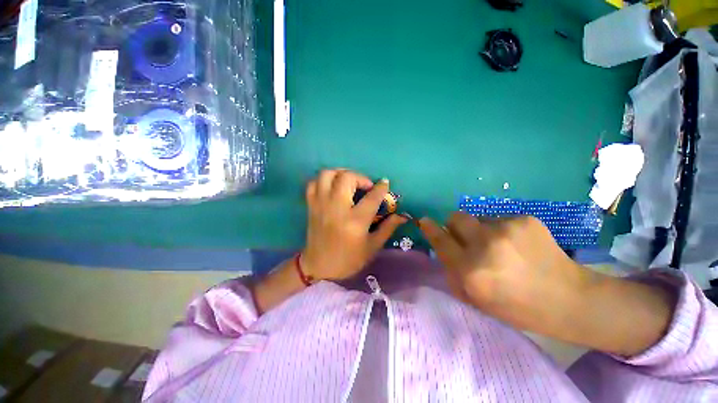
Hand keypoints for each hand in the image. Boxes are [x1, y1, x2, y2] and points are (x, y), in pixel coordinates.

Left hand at [301, 169, 407, 280]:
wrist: (319, 267)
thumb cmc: (349, 259)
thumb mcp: (372, 246)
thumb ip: (388, 228)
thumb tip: (402, 215)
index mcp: (355, 221)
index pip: (372, 197)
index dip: (381, 187)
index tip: (384, 183)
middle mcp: (337, 208)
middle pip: (347, 178)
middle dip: (360, 177)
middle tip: (366, 186)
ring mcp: (321, 205)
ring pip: (327, 175)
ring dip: (340, 173)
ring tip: (349, 181)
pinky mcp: (311, 206)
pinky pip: (313, 183)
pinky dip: (324, 180)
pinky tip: (332, 187)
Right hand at [419, 212, 591, 333]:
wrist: (569, 299)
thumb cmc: (517, 307)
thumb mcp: (476, 298)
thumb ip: (453, 272)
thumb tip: (443, 249)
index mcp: (471, 271)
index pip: (441, 241)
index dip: (430, 229)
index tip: (424, 220)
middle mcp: (484, 246)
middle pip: (455, 217)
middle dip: (455, 224)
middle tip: (468, 236)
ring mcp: (506, 229)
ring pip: (478, 218)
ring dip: (481, 230)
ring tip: (502, 247)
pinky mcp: (524, 219)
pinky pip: (499, 219)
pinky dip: (502, 230)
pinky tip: (519, 246)